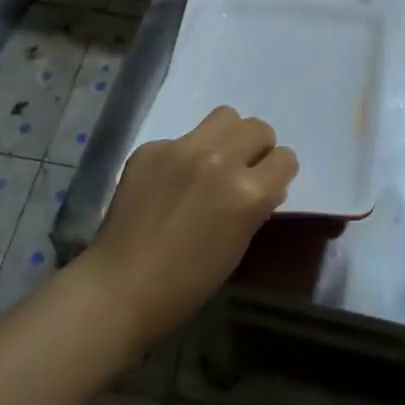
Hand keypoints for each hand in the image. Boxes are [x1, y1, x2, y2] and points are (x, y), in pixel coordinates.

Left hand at [77, 107, 297, 353]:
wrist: (119, 288)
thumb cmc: (187, 283)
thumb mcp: (238, 246)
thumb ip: (255, 206)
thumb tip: (264, 185)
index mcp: (248, 193)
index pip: (285, 158)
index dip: (278, 174)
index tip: (267, 186)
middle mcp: (220, 160)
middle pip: (258, 128)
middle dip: (257, 148)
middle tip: (241, 171)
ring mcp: (182, 149)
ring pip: (225, 117)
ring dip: (227, 137)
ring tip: (211, 163)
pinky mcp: (152, 148)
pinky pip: (181, 138)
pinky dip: (183, 156)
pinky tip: (167, 183)